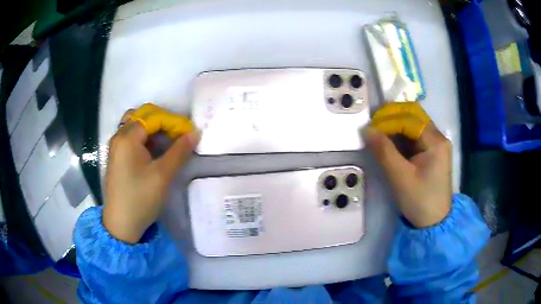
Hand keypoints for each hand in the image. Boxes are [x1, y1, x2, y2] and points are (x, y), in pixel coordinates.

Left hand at [103, 108, 199, 243]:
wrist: (121, 224)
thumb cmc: (141, 198)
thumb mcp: (163, 175)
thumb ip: (179, 151)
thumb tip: (195, 133)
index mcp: (127, 137)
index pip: (153, 117)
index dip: (173, 122)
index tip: (189, 133)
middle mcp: (118, 136)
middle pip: (142, 116)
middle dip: (162, 121)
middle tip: (177, 135)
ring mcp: (115, 147)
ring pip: (135, 126)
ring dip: (152, 129)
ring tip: (167, 142)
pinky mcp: (116, 157)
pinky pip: (130, 137)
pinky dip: (144, 138)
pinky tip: (153, 151)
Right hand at [364, 122, 451, 227]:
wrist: (434, 222)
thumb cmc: (420, 201)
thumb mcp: (400, 178)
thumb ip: (384, 152)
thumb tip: (366, 129)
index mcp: (435, 142)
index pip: (409, 119)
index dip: (388, 120)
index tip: (370, 128)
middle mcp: (438, 137)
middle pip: (414, 114)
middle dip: (392, 115)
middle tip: (373, 124)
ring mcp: (436, 143)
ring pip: (414, 122)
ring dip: (395, 123)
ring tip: (378, 131)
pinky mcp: (432, 151)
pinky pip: (415, 134)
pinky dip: (401, 133)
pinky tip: (390, 140)